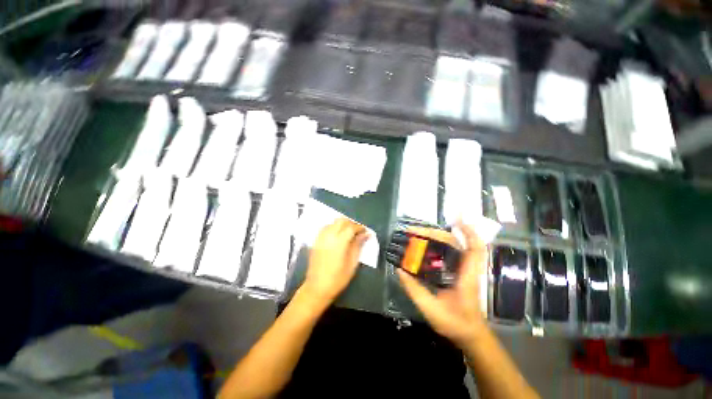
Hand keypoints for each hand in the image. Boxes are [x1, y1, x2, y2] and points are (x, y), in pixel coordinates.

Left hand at [301, 218, 368, 307]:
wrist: (317, 288)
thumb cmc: (338, 278)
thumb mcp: (352, 263)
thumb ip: (358, 245)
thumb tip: (366, 234)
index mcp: (339, 242)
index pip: (351, 227)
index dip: (359, 227)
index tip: (365, 231)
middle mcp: (329, 236)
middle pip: (341, 221)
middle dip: (351, 223)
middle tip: (358, 231)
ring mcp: (321, 237)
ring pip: (333, 222)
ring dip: (342, 224)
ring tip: (348, 232)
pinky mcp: (316, 241)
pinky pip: (326, 227)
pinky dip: (333, 227)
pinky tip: (338, 235)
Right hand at [398, 221, 487, 347]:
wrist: (470, 335)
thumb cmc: (455, 323)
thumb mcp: (431, 309)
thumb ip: (414, 290)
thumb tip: (399, 270)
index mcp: (467, 276)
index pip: (474, 248)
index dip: (468, 231)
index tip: (455, 218)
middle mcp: (467, 268)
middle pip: (455, 242)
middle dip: (435, 232)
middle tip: (413, 231)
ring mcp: (463, 269)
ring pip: (453, 245)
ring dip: (437, 235)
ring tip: (417, 233)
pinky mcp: (459, 271)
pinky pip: (451, 251)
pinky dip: (440, 243)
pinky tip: (427, 242)